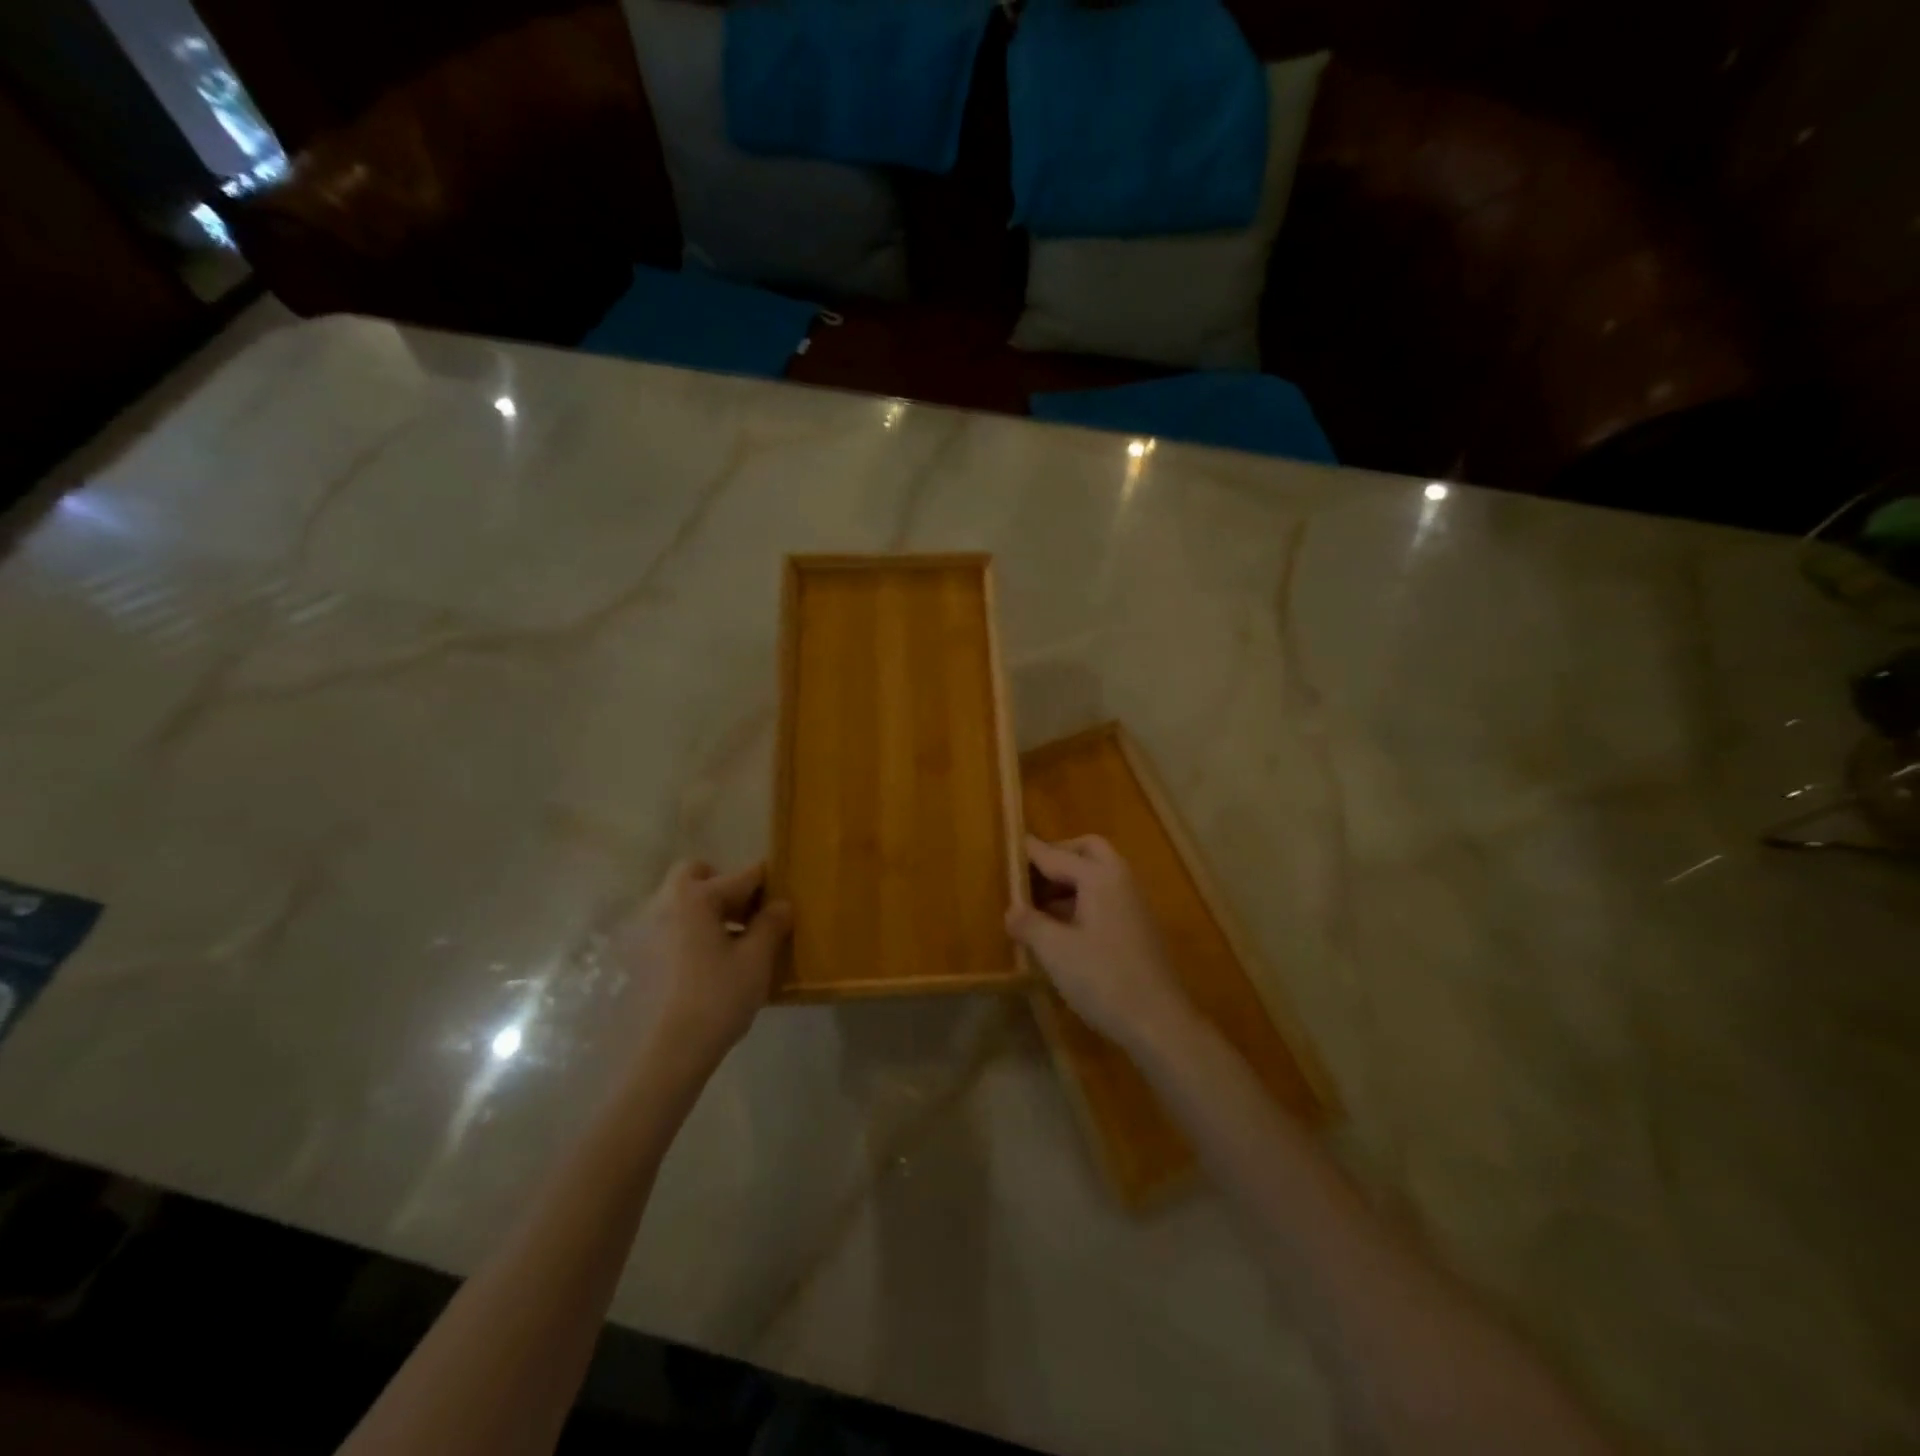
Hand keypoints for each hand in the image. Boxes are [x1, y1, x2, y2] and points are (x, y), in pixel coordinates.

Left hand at [618, 860, 791, 1070]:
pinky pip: (671, 928)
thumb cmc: (718, 996)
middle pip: (697, 876)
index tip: (783, 899)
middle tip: (747, 916)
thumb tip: (781, 904)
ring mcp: (647, 930)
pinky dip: (691, 934)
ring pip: (682, 902)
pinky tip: (708, 964)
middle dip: (724, 887)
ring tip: (732, 944)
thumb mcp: (757, 958)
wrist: (669, 1051)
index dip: (768, 885)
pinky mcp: (639, 957)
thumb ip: (771, 924)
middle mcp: (666, 903)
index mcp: (696, 896)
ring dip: (707, 911)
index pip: (742, 876)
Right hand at [1005, 835, 1193, 1054]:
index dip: (1029, 853)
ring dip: (1069, 880)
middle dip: (1057, 856)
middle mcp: (1120, 880)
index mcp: (1099, 877)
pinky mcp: (1138, 927)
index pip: (1056, 855)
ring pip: (1098, 874)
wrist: (1159, 1022)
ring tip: (1037, 905)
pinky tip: (1062, 928)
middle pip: (1087, 851)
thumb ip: (1029, 923)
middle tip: (1028, 876)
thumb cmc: (1104, 979)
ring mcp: (1133, 903)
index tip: (1005, 848)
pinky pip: (1106, 896)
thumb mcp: (1055, 951)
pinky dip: (1082, 899)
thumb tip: (1011, 909)